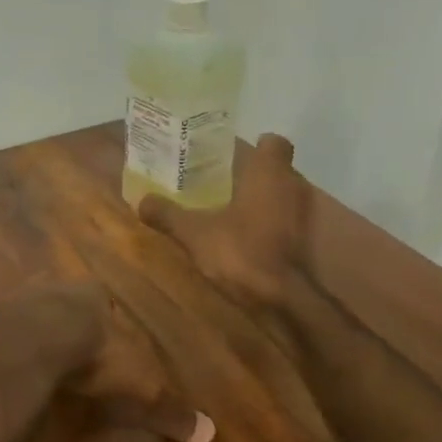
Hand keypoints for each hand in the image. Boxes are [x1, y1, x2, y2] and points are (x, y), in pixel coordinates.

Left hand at [6, 283, 213, 441]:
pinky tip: (18, 367)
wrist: (31, 350)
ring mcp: (19, 303)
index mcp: (92, 294)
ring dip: (39, 331)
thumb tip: (208, 432)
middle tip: (76, 348)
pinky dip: (14, 348)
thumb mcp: (138, 384)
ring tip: (46, 359)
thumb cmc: (94, 356)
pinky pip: (7, 334)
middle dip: (70, 321)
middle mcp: (55, 289)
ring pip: (33, 313)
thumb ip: (167, 406)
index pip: (104, 298)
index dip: (108, 319)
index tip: (110, 339)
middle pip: (65, 302)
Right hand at [138, 133, 307, 311]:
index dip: (257, 146)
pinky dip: (264, 224)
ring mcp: (300, 216)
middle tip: (218, 182)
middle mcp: (291, 187)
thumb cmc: (240, 251)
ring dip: (258, 200)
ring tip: (223, 209)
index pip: (275, 143)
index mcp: (269, 173)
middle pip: (276, 170)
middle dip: (251, 174)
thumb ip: (169, 215)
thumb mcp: (194, 232)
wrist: (281, 298)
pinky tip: (239, 235)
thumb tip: (141, 201)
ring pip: (279, 197)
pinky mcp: (300, 242)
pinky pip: (281, 221)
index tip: (232, 156)